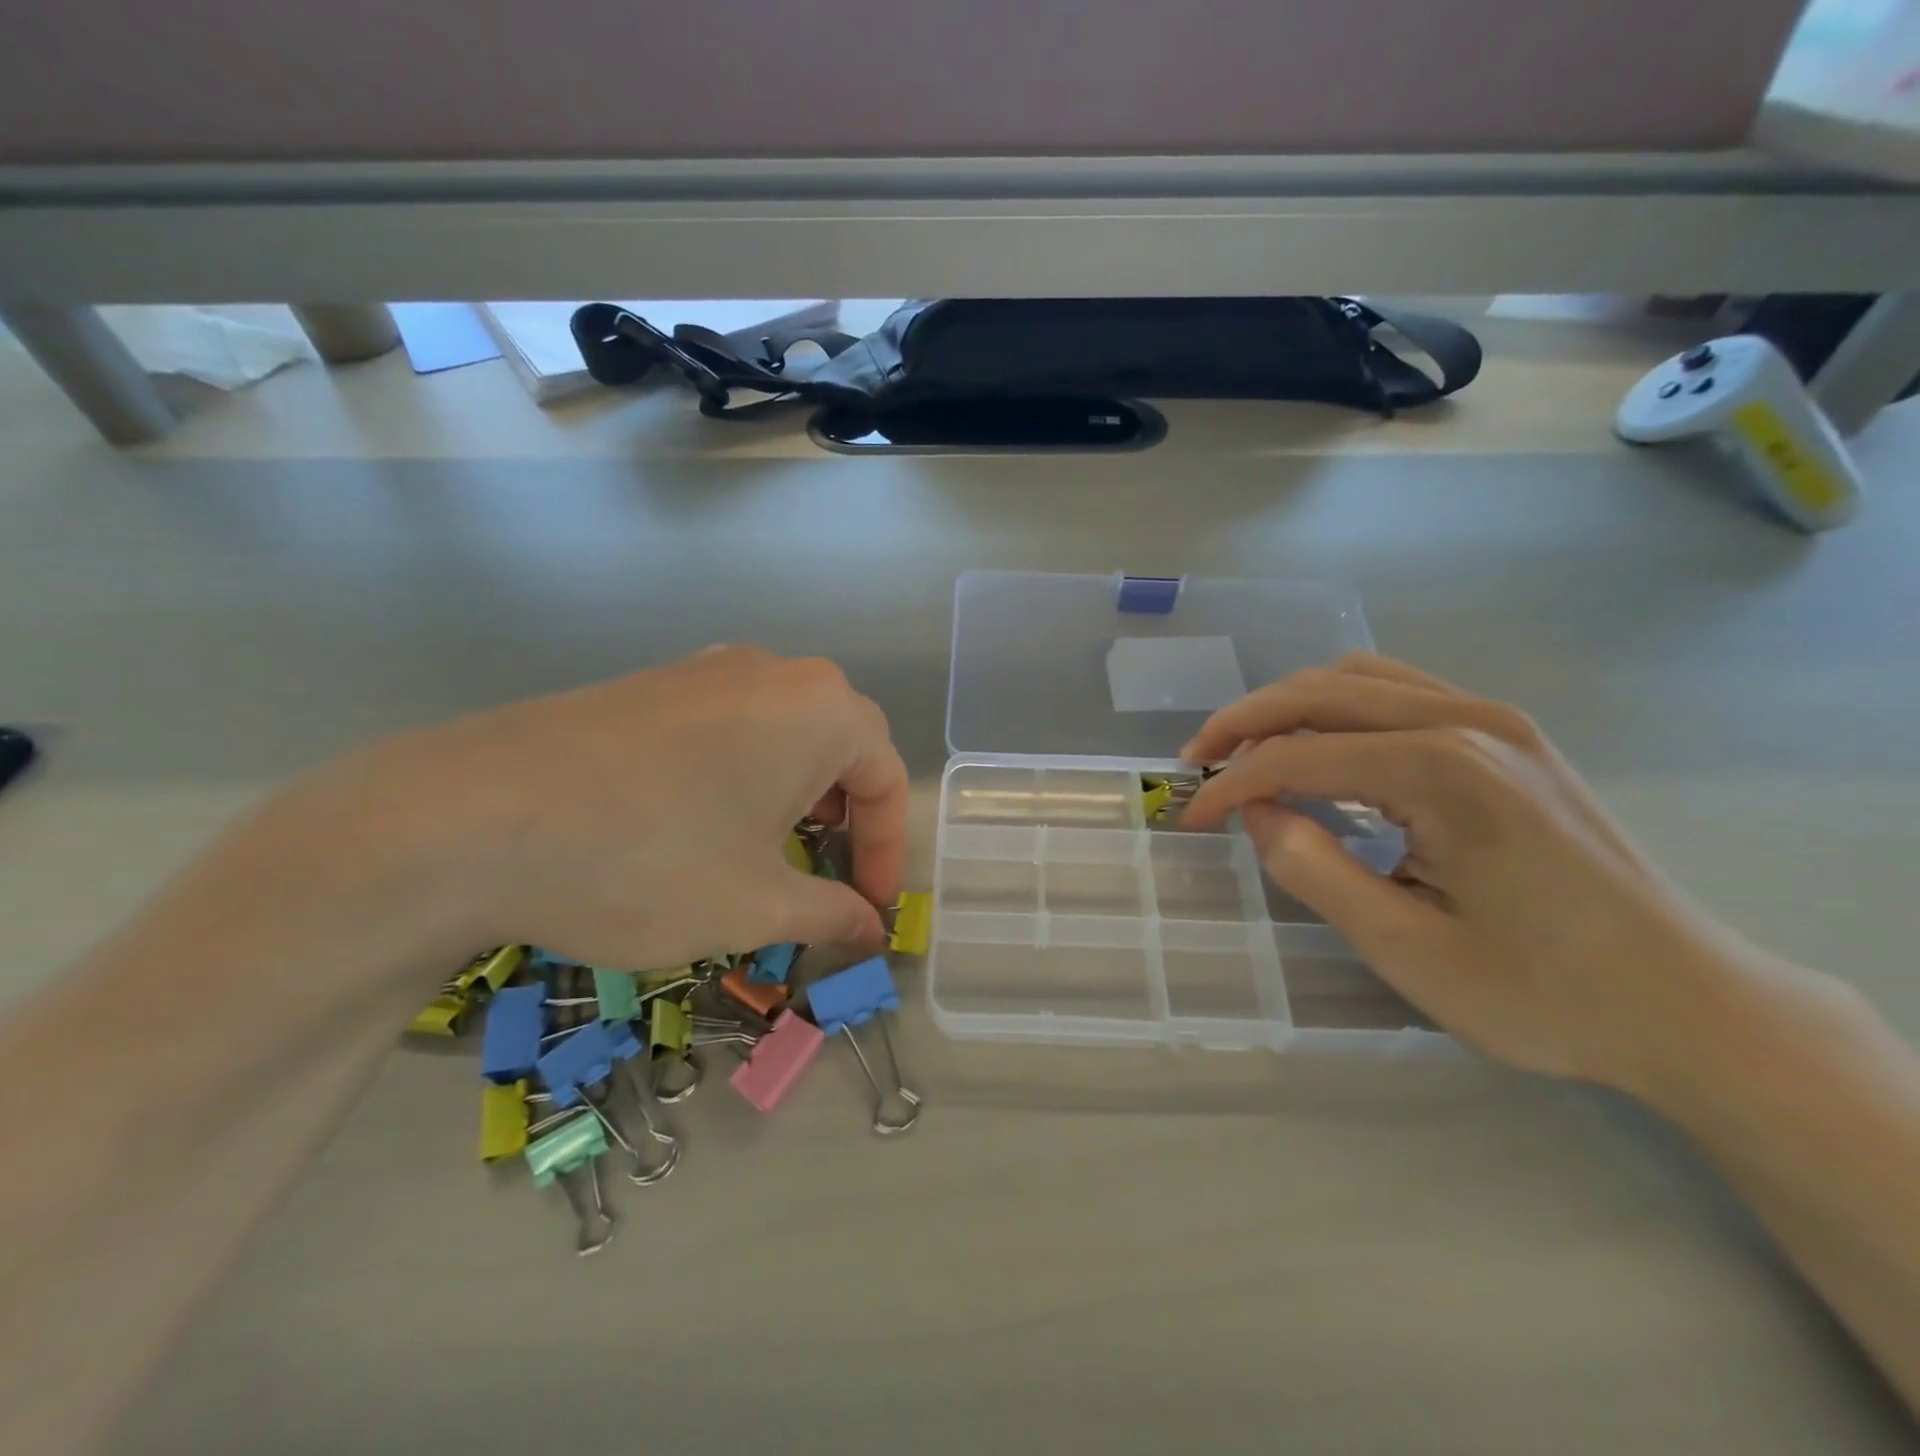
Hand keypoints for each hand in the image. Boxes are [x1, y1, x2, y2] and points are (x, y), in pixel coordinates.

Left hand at [317, 646, 908, 972]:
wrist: (467, 819)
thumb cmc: (648, 862)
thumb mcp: (755, 905)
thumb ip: (831, 915)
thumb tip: (870, 930)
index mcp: (820, 709)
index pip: (885, 777)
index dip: (888, 850)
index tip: (870, 908)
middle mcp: (773, 671)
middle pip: (840, 745)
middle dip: (847, 817)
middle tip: (827, 876)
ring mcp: (706, 669)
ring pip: (784, 732)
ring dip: (796, 795)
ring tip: (769, 853)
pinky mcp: (653, 683)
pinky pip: (730, 725)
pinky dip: (743, 774)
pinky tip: (702, 822)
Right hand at [1180, 653, 1758, 1094]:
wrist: (1691, 1003)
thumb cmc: (1546, 991)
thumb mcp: (1409, 951)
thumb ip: (1315, 871)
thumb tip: (1257, 814)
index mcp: (1444, 771)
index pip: (1299, 756)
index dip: (1232, 784)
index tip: (1191, 819)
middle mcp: (1468, 722)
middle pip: (1321, 692)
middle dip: (1244, 722)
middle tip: (1197, 763)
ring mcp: (1495, 720)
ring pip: (1358, 678)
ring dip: (1288, 708)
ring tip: (1247, 753)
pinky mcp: (1508, 736)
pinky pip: (1398, 691)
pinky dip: (1337, 709)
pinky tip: (1321, 749)